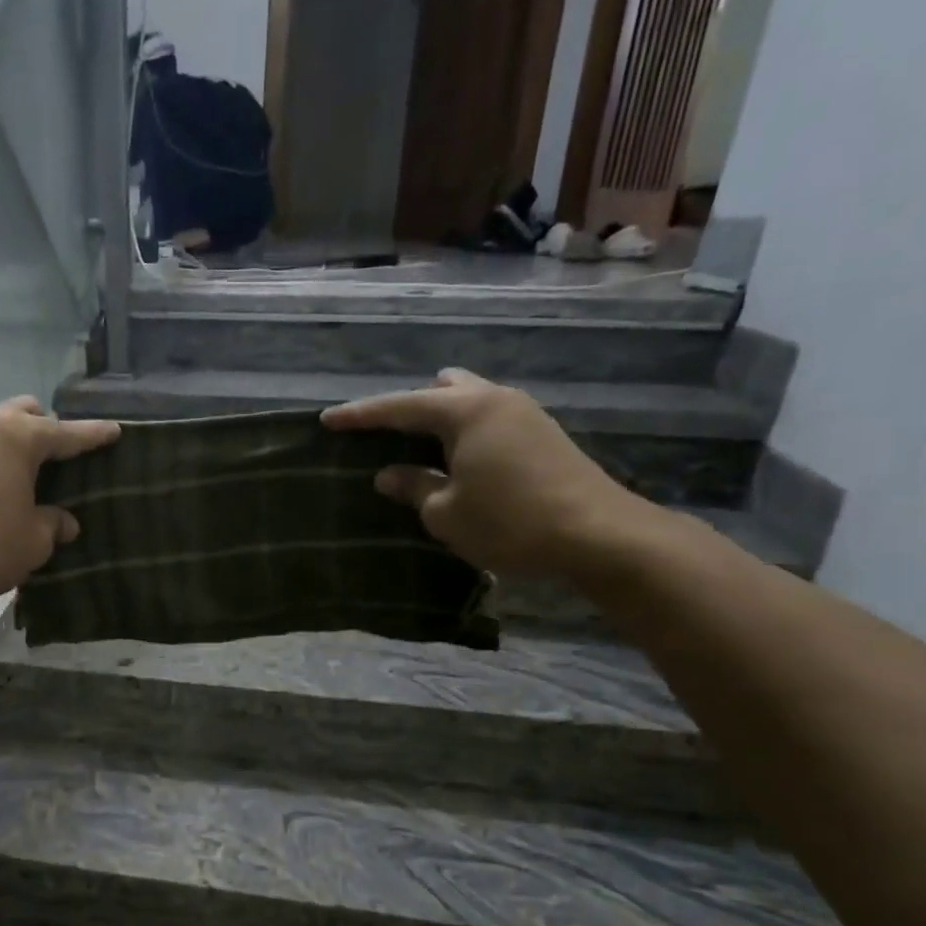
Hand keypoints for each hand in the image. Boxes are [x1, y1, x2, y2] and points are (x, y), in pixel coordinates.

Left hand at [0, 395, 119, 609]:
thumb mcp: (34, 540)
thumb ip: (54, 524)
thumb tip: (64, 522)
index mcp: (19, 436)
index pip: (68, 433)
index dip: (94, 435)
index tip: (115, 431)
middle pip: (26, 414)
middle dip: (48, 429)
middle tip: (63, 459)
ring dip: (16, 444)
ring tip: (30, 475)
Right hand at [321, 368, 652, 578]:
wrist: (598, 535)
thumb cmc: (510, 522)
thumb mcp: (446, 512)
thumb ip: (413, 487)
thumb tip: (388, 475)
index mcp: (465, 411)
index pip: (399, 407)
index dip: (359, 415)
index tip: (327, 419)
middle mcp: (495, 399)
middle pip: (440, 390)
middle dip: (408, 408)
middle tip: (385, 437)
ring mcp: (524, 414)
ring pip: (469, 402)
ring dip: (440, 421)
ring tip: (421, 451)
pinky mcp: (543, 434)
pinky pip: (489, 420)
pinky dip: (465, 433)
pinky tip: (459, 462)